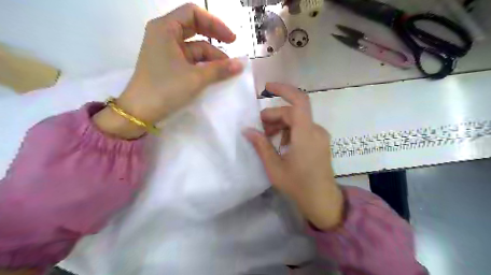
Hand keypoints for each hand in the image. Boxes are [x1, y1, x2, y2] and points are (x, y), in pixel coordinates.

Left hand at [92, 4, 242, 138]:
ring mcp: (166, 51)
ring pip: (194, 47)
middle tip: (232, 50)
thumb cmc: (166, 88)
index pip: (193, 13)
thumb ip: (220, 69)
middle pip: (195, 29)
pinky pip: (190, 59)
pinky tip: (214, 74)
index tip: (231, 39)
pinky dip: (203, 65)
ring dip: (211, 57)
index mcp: (165, 28)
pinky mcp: (168, 65)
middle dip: (215, 39)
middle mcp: (164, 35)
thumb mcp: (196, 78)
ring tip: (226, 71)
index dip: (215, 23)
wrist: (140, 111)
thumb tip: (241, 64)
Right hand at [244, 83, 341, 230]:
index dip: (284, 90)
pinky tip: (280, 142)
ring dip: (281, 123)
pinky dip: (289, 130)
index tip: (267, 88)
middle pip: (293, 112)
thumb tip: (247, 130)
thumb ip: (261, 145)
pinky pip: (303, 128)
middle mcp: (316, 130)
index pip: (298, 101)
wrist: (322, 201)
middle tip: (259, 127)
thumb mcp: (274, 167)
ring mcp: (320, 136)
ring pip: (298, 119)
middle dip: (274, 115)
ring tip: (267, 136)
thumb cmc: (297, 185)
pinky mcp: (320, 141)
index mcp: (306, 134)